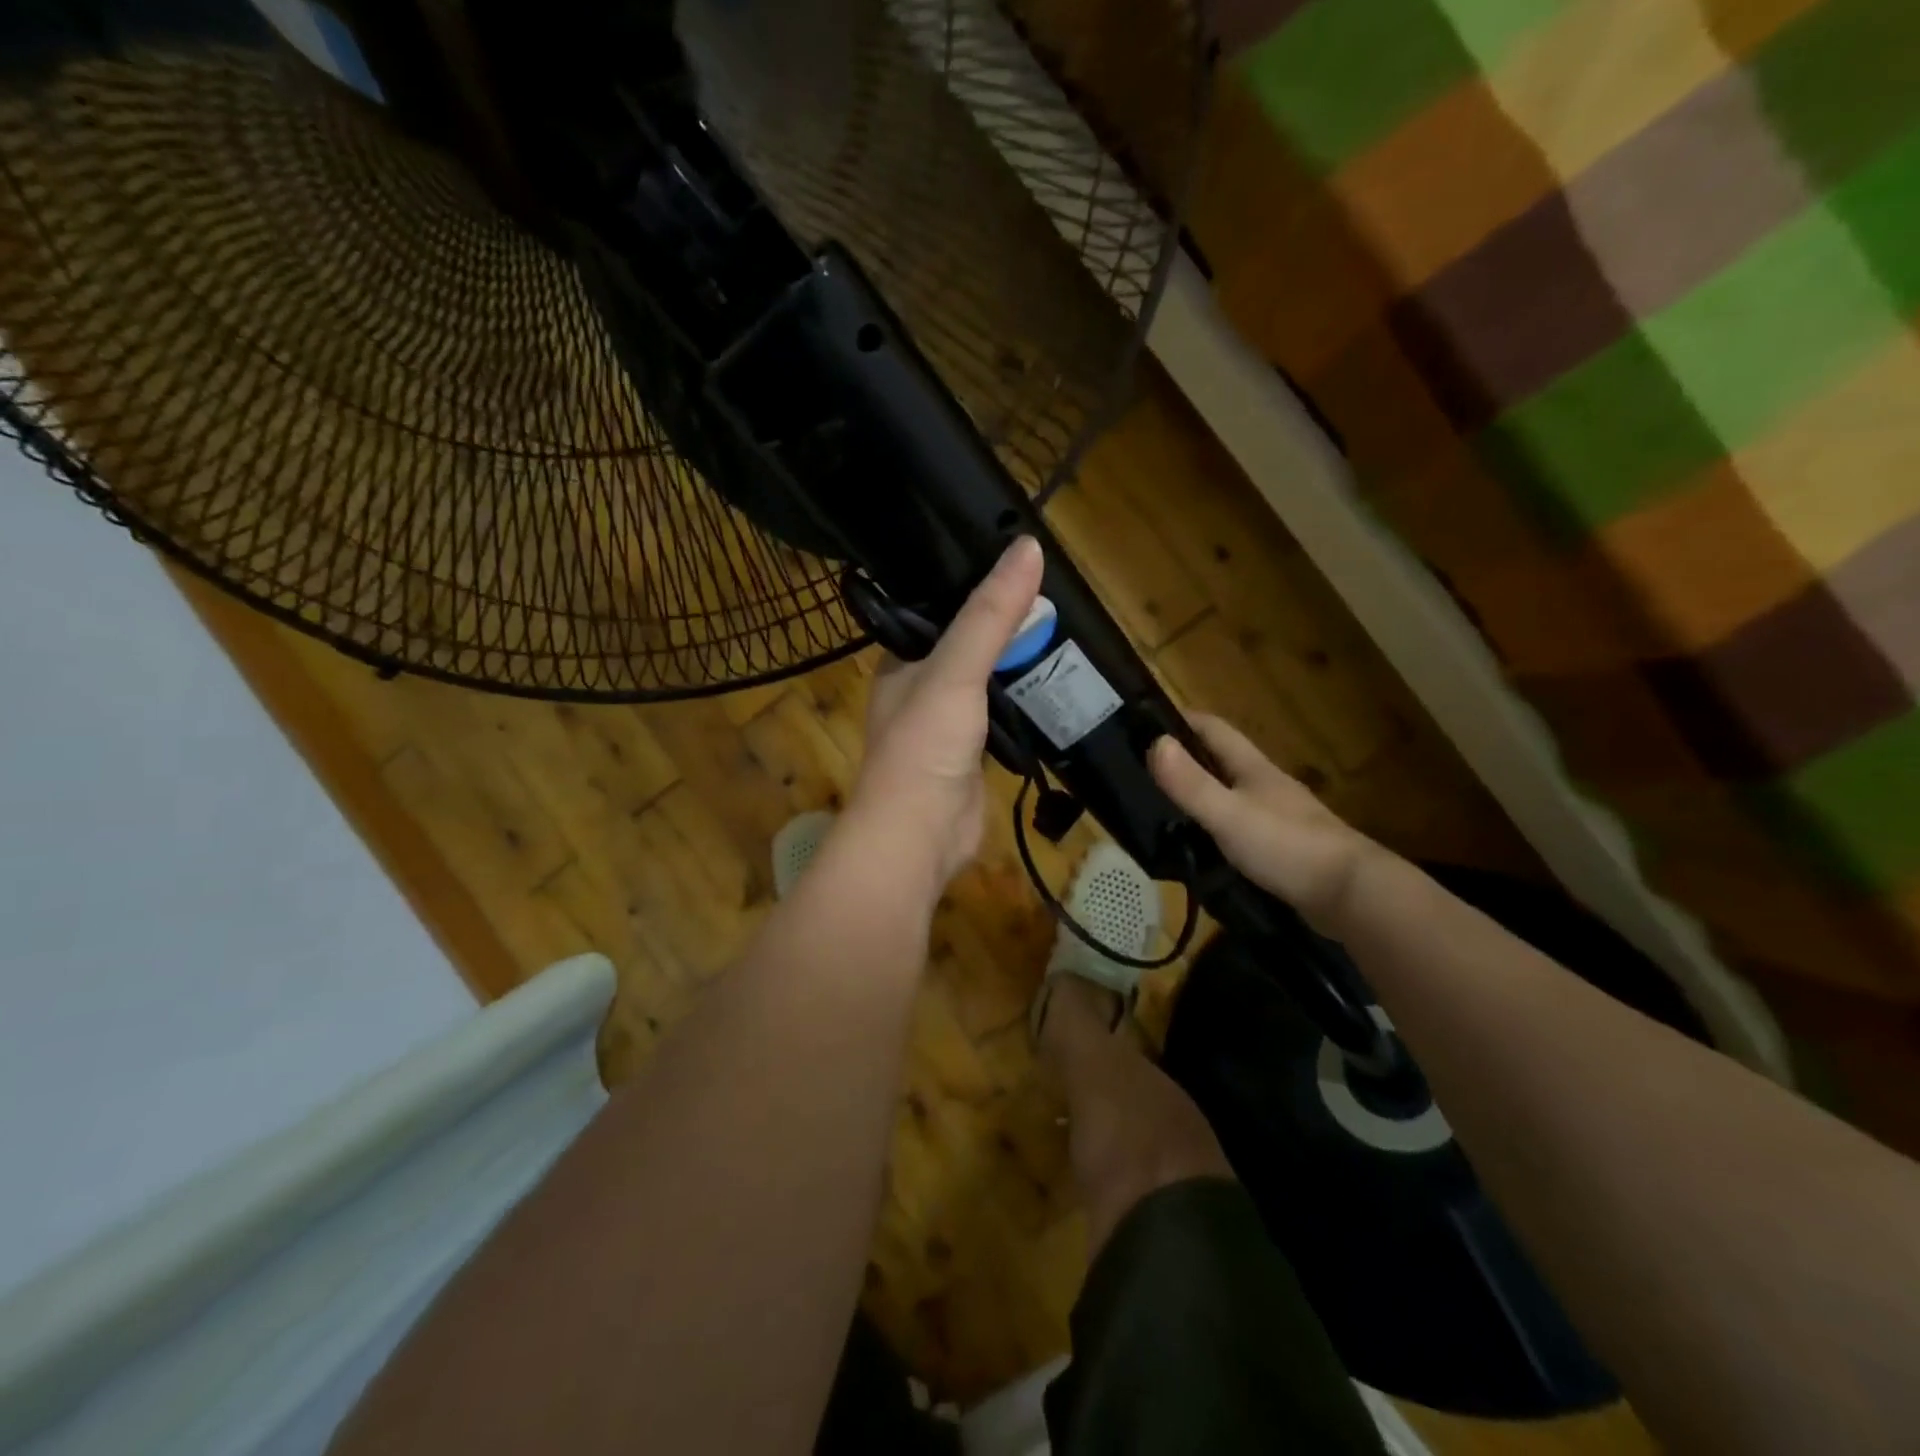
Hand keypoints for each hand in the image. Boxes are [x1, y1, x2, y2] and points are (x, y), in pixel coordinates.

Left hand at [848, 537, 1044, 886]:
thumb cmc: (924, 745)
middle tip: (1057, 600)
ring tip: (1066, 634)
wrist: (920, 836)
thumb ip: (990, 614)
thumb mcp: (955, 669)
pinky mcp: (973, 756)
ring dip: (1019, 666)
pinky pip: (1003, 718)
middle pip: (969, 645)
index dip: (977, 588)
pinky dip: (1025, 704)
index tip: (1021, 565)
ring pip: (988, 683)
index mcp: (903, 661)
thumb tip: (1029, 548)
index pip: (940, 610)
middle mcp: (921, 688)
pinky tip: (1057, 686)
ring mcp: (948, 725)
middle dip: (1007, 628)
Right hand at [1150, 714, 1390, 933]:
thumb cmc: (1287, 846)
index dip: (1181, 720)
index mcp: (1253, 768)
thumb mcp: (1228, 814)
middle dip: (1186, 758)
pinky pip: (1242, 826)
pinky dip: (1218, 826)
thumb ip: (1191, 783)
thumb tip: (1154, 742)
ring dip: (1202, 793)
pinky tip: (1201, 843)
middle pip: (1221, 760)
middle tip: (1144, 769)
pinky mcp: (1284, 847)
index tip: (1145, 723)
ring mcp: (1279, 816)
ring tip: (1163, 806)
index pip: (1213, 729)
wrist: (1351, 894)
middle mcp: (1266, 785)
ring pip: (1232, 793)